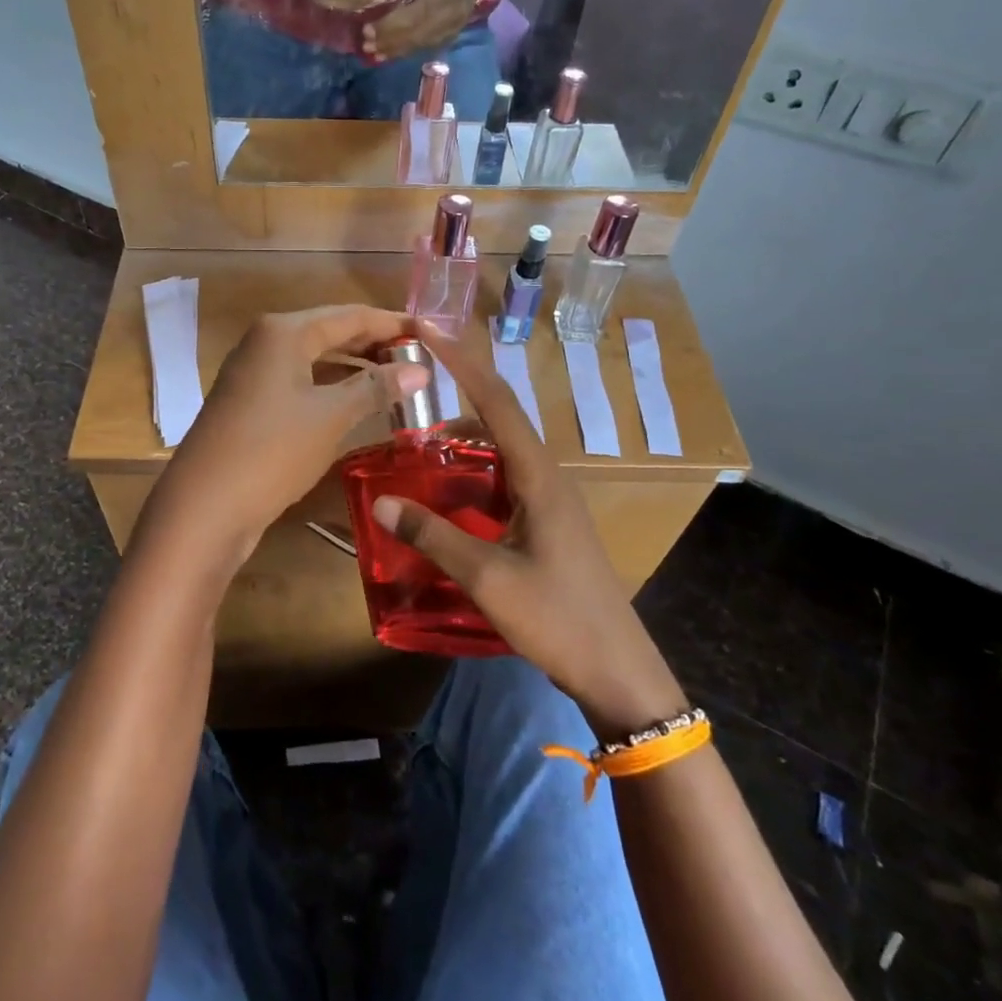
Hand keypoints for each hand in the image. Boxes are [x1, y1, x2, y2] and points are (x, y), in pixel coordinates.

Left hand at [137, 306, 427, 582]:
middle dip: (374, 345)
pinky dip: (331, 389)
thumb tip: (421, 370)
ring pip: (316, 360)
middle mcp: (265, 342)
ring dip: (354, 369)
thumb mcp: (331, 416)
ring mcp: (254, 374)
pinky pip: (301, 384)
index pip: (350, 315)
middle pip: (331, 333)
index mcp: (284, 331)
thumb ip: (376, 388)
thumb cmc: (272, 450)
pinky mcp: (251, 403)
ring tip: (397, 382)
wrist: (205, 506)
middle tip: (418, 360)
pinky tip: (358, 405)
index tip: (430, 333)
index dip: (392, 323)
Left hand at [361, 0, 487, 61]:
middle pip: (415, 33)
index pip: (415, 14)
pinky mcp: (447, 39)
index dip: (390, 24)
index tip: (366, 28)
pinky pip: (422, 48)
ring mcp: (450, 31)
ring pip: (418, 44)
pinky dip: (402, 52)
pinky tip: (384, 55)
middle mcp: (450, 17)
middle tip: (365, 43)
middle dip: (388, 40)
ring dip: (393, 50)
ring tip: (370, 51)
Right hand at [370, 322, 687, 735]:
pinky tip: (446, 496)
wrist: (618, 671)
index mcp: (539, 476)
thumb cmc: (558, 618)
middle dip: (454, 397)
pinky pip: (504, 481)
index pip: (496, 400)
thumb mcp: (488, 577)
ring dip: (461, 440)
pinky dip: (472, 475)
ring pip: (500, 452)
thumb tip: (382, 501)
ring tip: (416, 446)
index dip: (460, 361)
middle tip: (407, 396)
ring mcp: (551, 501)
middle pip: (498, 419)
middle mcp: (548, 477)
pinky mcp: (548, 524)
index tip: (427, 329)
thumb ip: (434, 535)